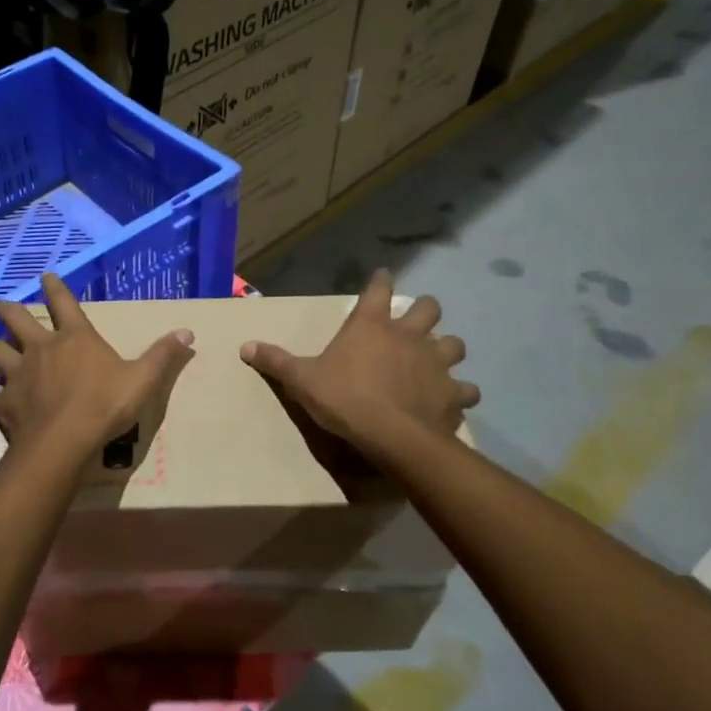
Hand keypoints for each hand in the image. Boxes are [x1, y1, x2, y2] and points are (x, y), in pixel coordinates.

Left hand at [0, 273, 194, 462]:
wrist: (64, 442)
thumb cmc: (105, 406)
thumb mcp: (143, 379)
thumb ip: (162, 355)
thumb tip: (187, 332)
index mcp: (74, 338)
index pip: (63, 302)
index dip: (54, 287)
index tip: (45, 276)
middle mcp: (41, 349)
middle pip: (15, 319)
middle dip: (5, 310)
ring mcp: (17, 375)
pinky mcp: (3, 404)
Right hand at [241, 270, 478, 463]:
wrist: (390, 434)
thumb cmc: (343, 398)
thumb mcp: (302, 380)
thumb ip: (276, 361)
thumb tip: (244, 346)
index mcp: (370, 325)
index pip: (378, 289)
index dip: (380, 281)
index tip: (382, 275)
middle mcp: (408, 335)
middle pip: (428, 307)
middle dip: (425, 310)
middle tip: (416, 322)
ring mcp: (435, 362)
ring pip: (454, 344)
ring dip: (447, 349)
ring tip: (439, 360)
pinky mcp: (452, 392)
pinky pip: (466, 388)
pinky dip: (461, 392)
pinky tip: (454, 399)